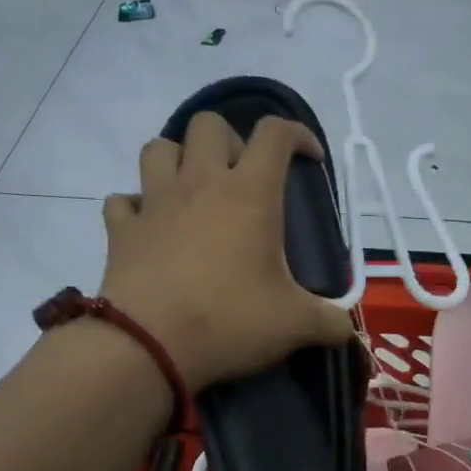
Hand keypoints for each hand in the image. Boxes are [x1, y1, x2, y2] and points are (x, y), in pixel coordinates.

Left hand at [99, 112, 355, 391]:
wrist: (149, 345)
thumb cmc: (230, 321)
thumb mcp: (295, 325)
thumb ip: (330, 322)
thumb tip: (348, 330)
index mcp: (249, 194)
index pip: (275, 134)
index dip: (298, 135)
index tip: (310, 159)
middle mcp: (200, 184)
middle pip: (209, 125)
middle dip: (231, 140)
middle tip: (244, 178)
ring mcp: (155, 203)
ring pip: (158, 148)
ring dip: (178, 159)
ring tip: (195, 190)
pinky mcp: (121, 230)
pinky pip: (122, 200)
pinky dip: (137, 207)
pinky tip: (152, 227)